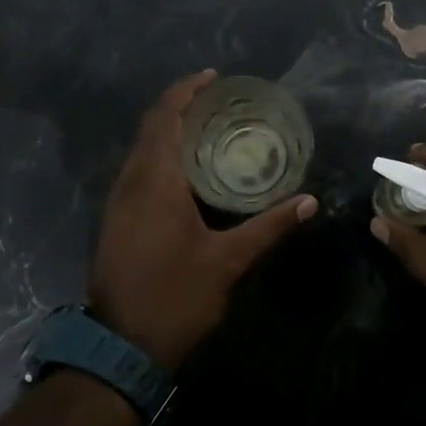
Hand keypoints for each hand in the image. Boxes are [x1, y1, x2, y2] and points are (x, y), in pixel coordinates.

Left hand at [90, 70, 316, 370]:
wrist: (122, 347)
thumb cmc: (177, 297)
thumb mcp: (228, 261)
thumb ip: (269, 226)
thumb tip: (309, 202)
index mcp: (154, 182)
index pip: (165, 118)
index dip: (186, 91)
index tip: (213, 78)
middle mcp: (129, 183)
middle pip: (150, 129)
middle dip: (180, 108)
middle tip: (219, 103)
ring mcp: (117, 203)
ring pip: (141, 151)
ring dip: (169, 133)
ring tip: (209, 130)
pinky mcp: (116, 221)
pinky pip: (137, 172)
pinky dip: (161, 158)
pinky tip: (188, 173)